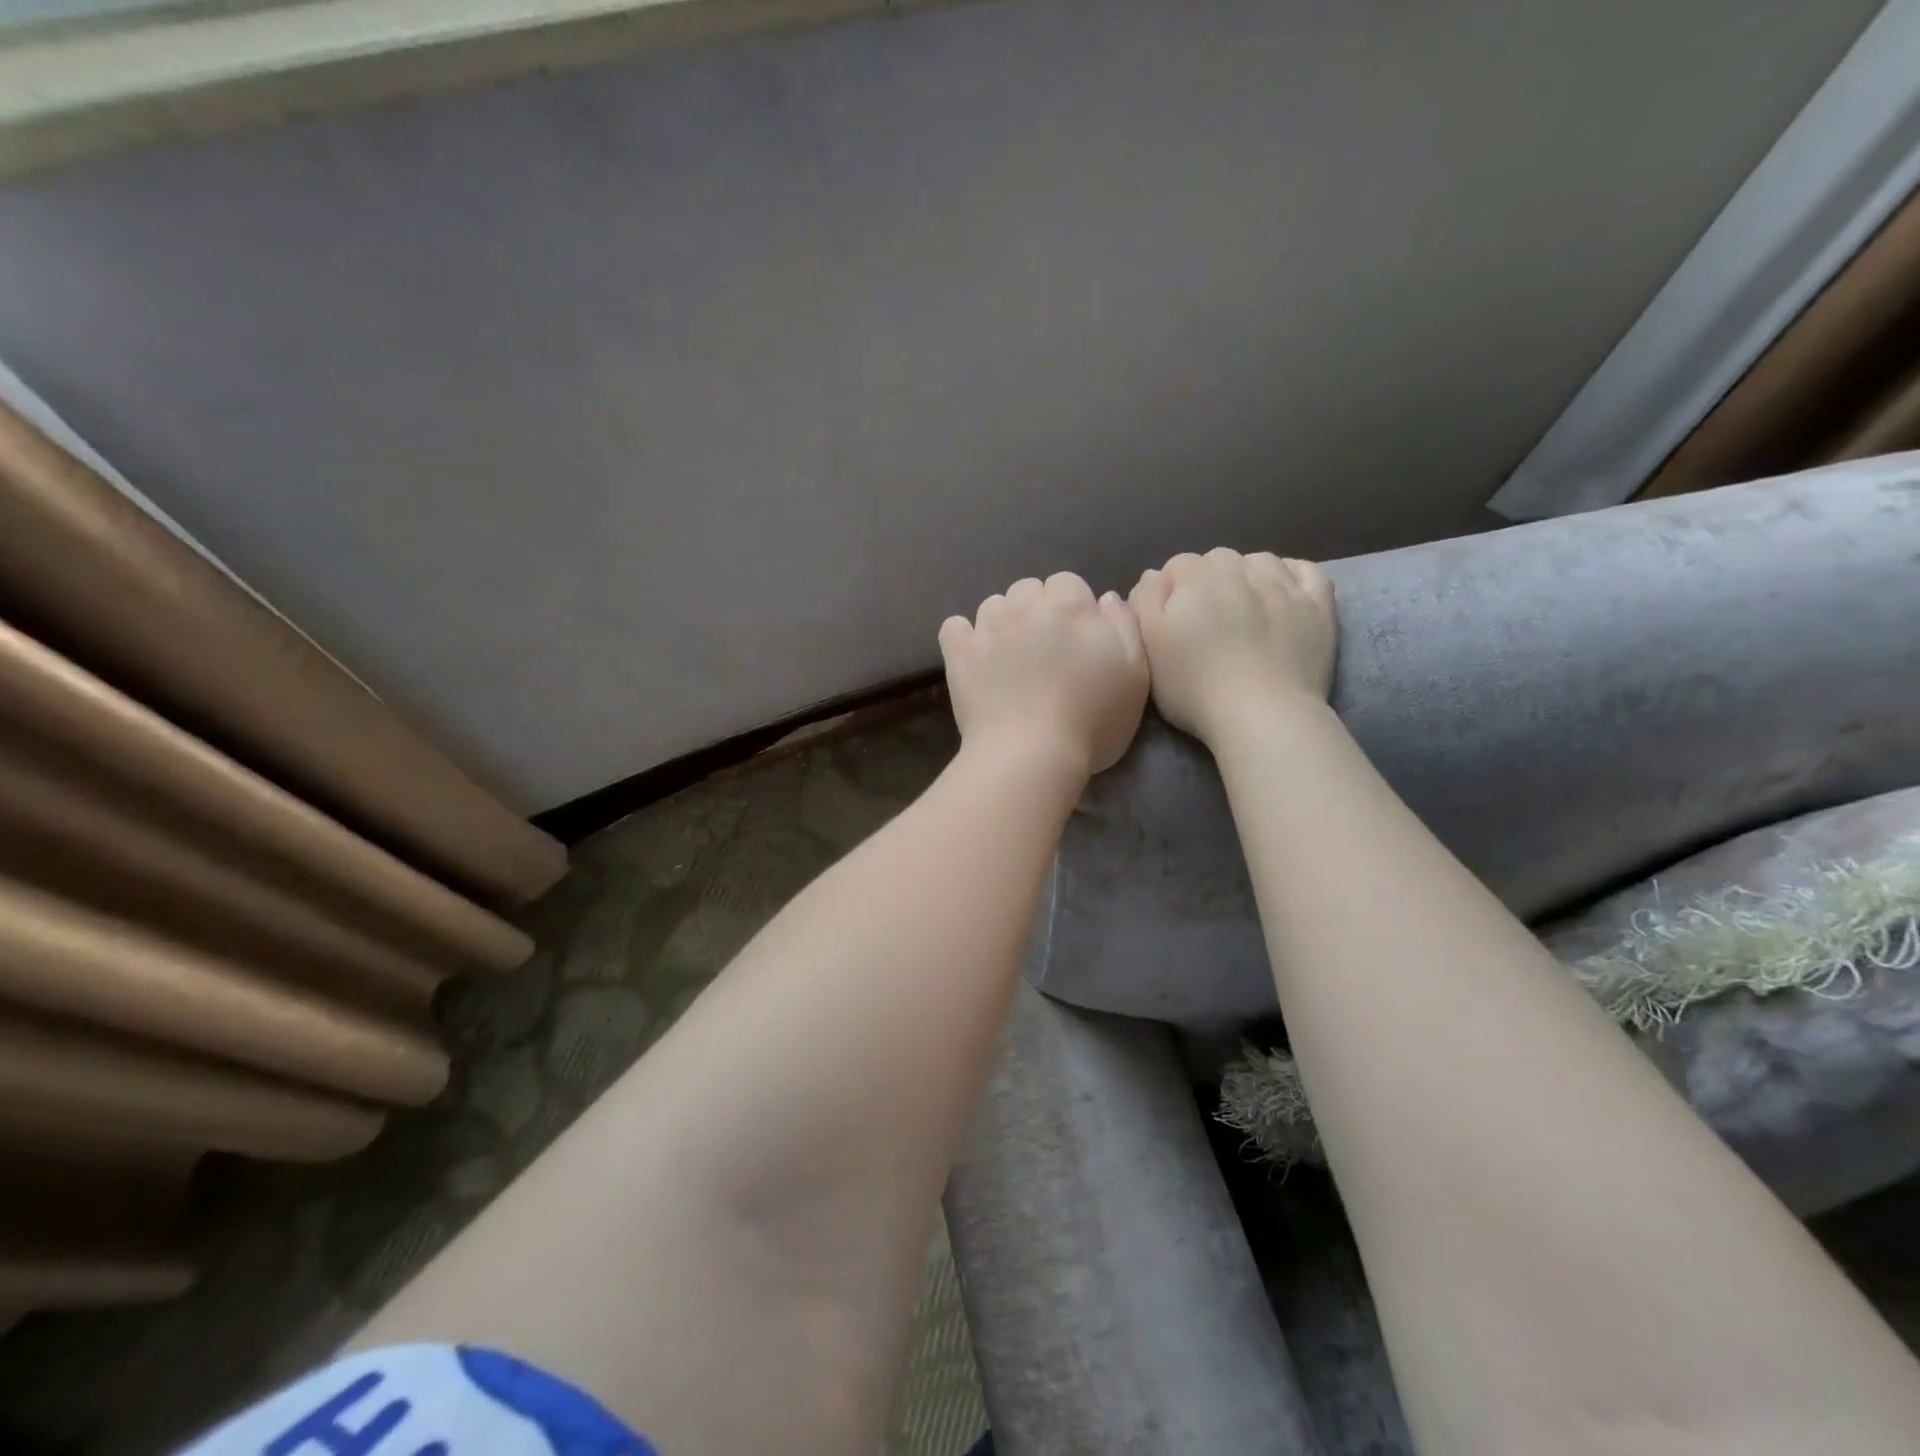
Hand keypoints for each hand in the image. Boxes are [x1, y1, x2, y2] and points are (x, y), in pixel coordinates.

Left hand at [940, 572, 1149, 776]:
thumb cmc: (1092, 721)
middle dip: (1036, 610)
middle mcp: (1026, 605)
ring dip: (1002, 623)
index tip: (1075, 640)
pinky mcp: (959, 652)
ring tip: (1008, 657)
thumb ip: (1124, 626)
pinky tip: (974, 657)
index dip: (1073, 609)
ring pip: (993, 605)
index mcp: (1070, 605)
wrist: (1032, 755)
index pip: (1069, 584)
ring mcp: (987, 627)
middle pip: (1029, 589)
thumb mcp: (1135, 675)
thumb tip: (1106, 597)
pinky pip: (955, 627)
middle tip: (1043, 650)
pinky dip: (963, 638)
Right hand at [1129, 548, 1335, 742]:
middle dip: (1207, 581)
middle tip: (1204, 623)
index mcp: (1195, 577)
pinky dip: (1291, 575)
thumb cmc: (1194, 686)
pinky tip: (1282, 593)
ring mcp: (1283, 584)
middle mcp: (1240, 569)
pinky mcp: (1317, 605)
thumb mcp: (1147, 646)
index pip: (1177, 566)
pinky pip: (1305, 571)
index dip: (1169, 592)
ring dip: (1248, 576)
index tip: (1169, 624)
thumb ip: (1145, 601)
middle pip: (1217, 560)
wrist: (1261, 715)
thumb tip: (1155, 576)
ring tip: (1243, 609)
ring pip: (1260, 562)